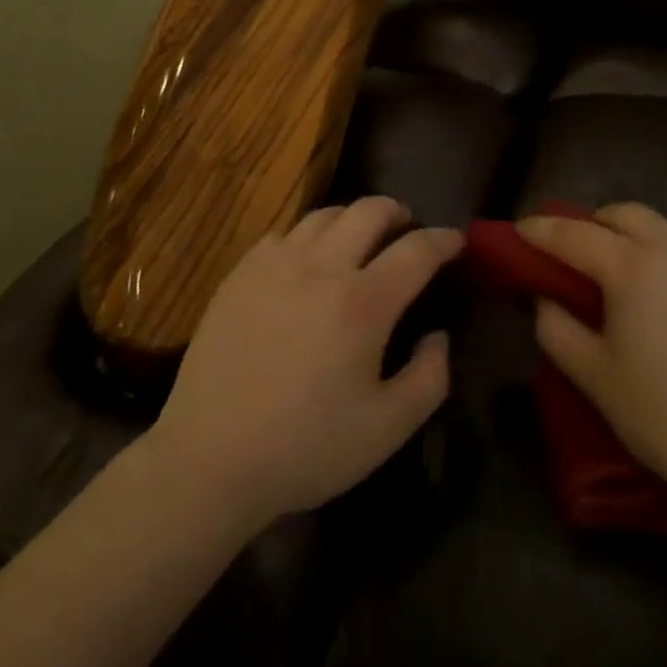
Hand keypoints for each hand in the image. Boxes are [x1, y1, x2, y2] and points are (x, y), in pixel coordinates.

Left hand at [149, 197, 460, 528]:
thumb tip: (439, 335)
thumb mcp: (386, 429)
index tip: (456, 240)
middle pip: (368, 210)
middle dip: (397, 211)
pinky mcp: (242, 272)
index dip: (442, 240)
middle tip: (406, 227)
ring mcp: (276, 264)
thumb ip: (429, 378)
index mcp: (363, 302)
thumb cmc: (305, 447)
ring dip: (352, 218)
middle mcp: (321, 267)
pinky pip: (284, 234)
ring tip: (358, 238)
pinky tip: (306, 260)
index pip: (416, 250)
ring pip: (324, 214)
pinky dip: (307, 236)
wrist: (210, 456)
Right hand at [520, 203, 666, 527]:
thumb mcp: (594, 377)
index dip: (542, 230)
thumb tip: (546, 298)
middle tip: (579, 251)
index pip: (575, 234)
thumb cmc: (665, 419)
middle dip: (595, 223)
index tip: (521, 229)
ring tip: (632, 280)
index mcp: (634, 268)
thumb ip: (556, 328)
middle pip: (627, 214)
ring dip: (640, 243)